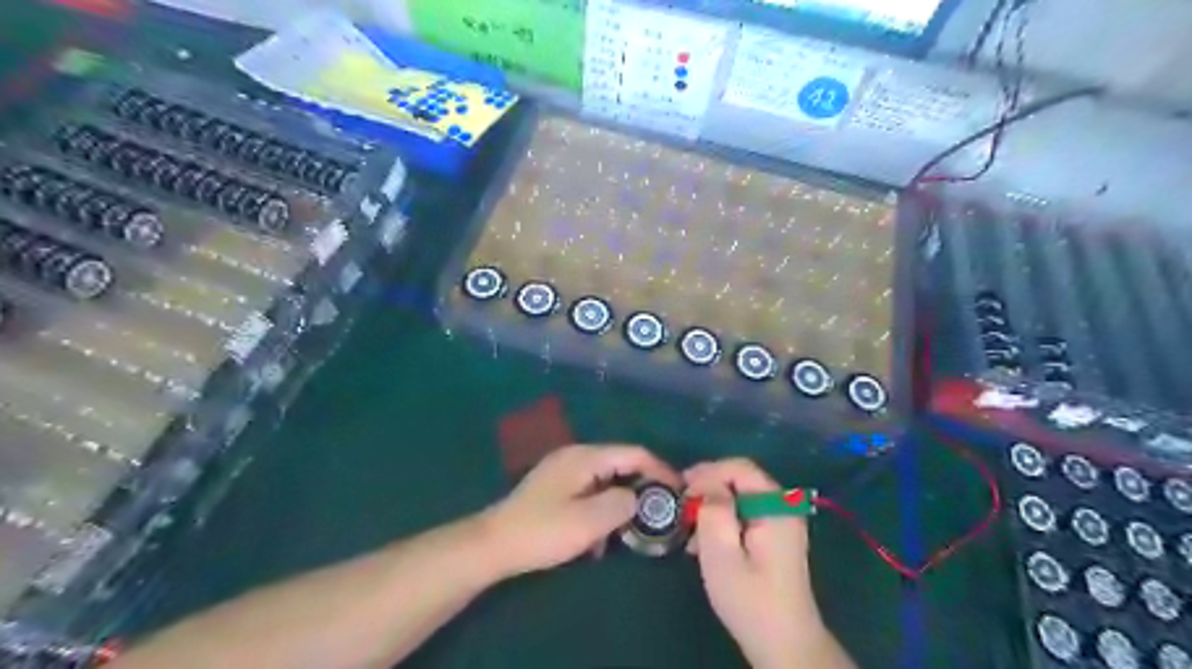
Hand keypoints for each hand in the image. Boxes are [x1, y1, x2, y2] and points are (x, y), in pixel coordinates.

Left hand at [478, 446, 679, 575]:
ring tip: (629, 529)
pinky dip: (601, 507)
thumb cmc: (542, 531)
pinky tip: (598, 536)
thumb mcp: (589, 521)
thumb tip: (638, 498)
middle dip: (642, 487)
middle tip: (659, 512)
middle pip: (620, 464)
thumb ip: (622, 504)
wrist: (494, 544)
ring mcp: (563, 470)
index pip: (634, 454)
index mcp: (585, 457)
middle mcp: (576, 456)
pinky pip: (589, 491)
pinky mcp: (555, 487)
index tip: (679, 491)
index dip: (660, 470)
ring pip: (605, 480)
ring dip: (620, 501)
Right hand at [684, 458, 825, 668]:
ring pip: (741, 495)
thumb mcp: (721, 554)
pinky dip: (724, 519)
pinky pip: (746, 512)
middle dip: (709, 487)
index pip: (740, 468)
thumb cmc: (750, 599)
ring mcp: (782, 521)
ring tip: (690, 527)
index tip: (682, 489)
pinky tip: (705, 541)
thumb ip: (714, 511)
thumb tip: (707, 483)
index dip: (709, 472)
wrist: (784, 643)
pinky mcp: (775, 536)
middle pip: (742, 478)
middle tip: (682, 505)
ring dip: (714, 505)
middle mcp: (783, 507)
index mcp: (776, 507)